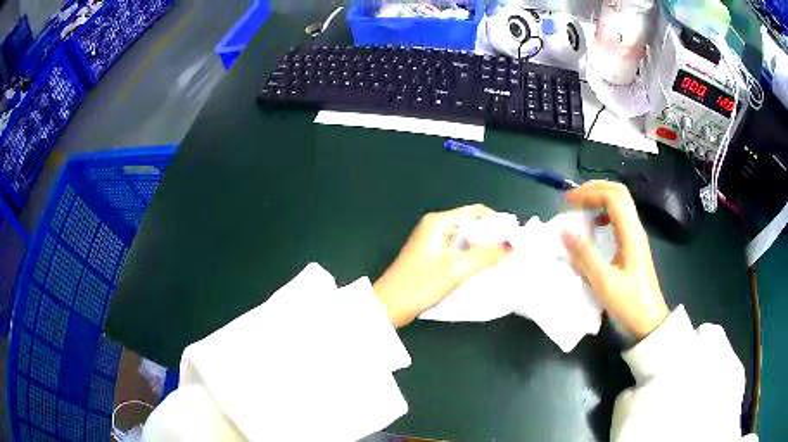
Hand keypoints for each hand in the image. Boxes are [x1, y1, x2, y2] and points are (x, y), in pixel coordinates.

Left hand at [374, 204, 509, 327]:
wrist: (388, 306)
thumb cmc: (419, 286)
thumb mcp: (455, 271)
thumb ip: (485, 256)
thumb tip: (511, 246)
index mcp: (438, 222)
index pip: (475, 212)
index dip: (496, 222)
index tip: (513, 238)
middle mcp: (435, 227)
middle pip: (470, 224)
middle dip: (491, 237)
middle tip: (510, 253)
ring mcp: (432, 241)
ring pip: (465, 239)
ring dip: (482, 248)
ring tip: (500, 261)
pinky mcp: (431, 256)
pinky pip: (457, 250)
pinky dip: (471, 256)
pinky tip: (482, 268)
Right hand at [561, 181, 669, 339]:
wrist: (650, 323)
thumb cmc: (629, 304)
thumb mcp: (604, 283)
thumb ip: (585, 256)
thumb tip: (564, 230)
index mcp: (630, 233)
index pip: (612, 196)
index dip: (589, 192)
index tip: (567, 202)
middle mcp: (635, 229)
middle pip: (618, 192)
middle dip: (594, 189)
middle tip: (573, 199)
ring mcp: (636, 237)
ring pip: (620, 203)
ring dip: (599, 199)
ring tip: (580, 208)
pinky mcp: (634, 246)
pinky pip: (620, 218)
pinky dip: (604, 214)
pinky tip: (595, 227)